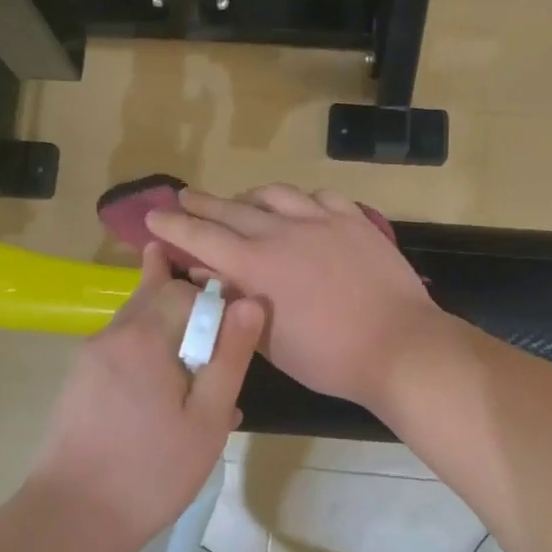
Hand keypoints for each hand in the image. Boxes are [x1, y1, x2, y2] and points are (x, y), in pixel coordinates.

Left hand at [26, 243, 263, 551]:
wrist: (72, 519)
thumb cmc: (152, 472)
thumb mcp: (207, 419)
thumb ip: (230, 357)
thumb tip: (251, 303)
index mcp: (142, 336)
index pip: (183, 288)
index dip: (214, 302)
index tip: (232, 340)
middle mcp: (110, 335)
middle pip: (155, 297)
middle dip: (190, 314)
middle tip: (215, 353)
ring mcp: (88, 358)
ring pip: (139, 325)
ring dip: (171, 338)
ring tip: (196, 384)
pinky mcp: (78, 382)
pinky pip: (123, 351)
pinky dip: (149, 359)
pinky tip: (167, 402)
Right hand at [148, 186, 443, 411]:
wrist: (398, 346)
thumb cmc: (327, 358)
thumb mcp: (268, 339)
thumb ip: (233, 300)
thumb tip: (204, 273)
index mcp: (256, 265)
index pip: (201, 236)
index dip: (173, 225)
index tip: (153, 216)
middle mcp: (283, 232)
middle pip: (232, 208)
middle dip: (202, 203)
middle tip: (184, 198)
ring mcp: (322, 220)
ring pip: (275, 194)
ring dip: (250, 197)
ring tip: (241, 202)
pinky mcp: (355, 220)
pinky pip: (320, 196)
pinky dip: (300, 200)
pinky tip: (300, 209)